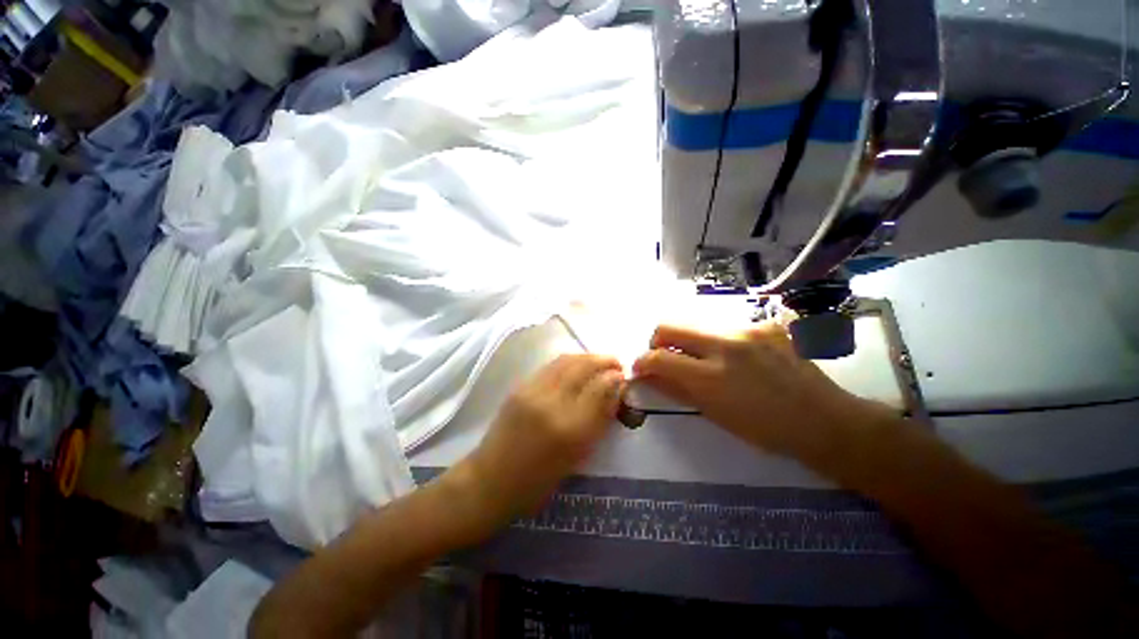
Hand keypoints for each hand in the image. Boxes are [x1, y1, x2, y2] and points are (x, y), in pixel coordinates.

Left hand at [461, 354, 624, 527]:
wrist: (490, 481)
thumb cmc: (537, 482)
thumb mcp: (577, 457)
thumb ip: (598, 420)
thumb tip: (615, 392)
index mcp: (569, 430)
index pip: (599, 389)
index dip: (614, 379)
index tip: (622, 377)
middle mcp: (551, 403)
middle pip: (583, 367)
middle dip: (603, 361)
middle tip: (615, 364)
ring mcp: (532, 391)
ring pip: (566, 360)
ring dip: (587, 357)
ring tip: (599, 362)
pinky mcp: (519, 386)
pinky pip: (551, 366)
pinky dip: (569, 361)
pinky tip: (576, 367)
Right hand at [632, 322, 893, 467]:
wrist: (823, 419)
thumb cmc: (764, 429)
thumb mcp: (713, 414)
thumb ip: (676, 389)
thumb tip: (648, 376)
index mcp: (711, 377)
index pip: (657, 357)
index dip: (642, 362)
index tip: (641, 368)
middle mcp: (725, 344)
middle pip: (669, 325)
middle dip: (657, 340)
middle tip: (663, 356)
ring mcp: (747, 329)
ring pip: (695, 323)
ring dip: (688, 340)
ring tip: (702, 359)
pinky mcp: (764, 323)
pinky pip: (725, 326)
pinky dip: (718, 340)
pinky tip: (735, 357)